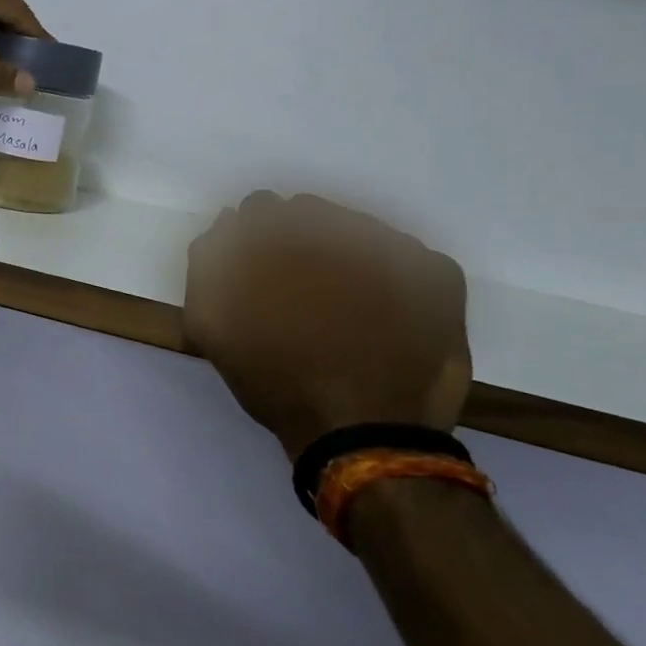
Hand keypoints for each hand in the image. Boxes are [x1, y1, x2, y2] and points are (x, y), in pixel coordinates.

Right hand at [184, 193, 471, 459]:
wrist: (363, 436)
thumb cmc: (279, 381)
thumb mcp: (212, 326)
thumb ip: (208, 264)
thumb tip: (227, 224)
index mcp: (282, 234)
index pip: (261, 209)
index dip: (258, 241)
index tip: (262, 273)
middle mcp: (337, 225)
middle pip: (310, 213)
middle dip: (301, 242)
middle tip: (303, 292)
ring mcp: (394, 246)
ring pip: (359, 231)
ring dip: (347, 256)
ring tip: (348, 308)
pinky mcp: (437, 273)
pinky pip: (409, 258)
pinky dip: (396, 279)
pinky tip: (387, 317)